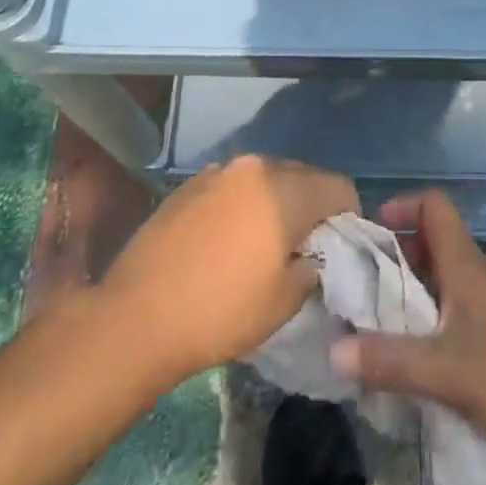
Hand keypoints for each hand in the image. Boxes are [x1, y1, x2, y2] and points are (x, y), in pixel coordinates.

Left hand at [102, 154, 357, 391]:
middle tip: (307, 246)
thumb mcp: (285, 300)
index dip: (349, 216)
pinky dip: (243, 205)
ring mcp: (216, 172)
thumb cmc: (221, 311)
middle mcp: (253, 167)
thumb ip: (312, 266)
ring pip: (265, 179)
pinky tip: (229, 240)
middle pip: (302, 176)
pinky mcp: (187, 185)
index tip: (342, 246)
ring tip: (266, 242)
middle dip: (313, 206)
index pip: (338, 186)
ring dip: (276, 202)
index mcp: (284, 189)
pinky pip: (232, 187)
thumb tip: (311, 255)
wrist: (136, 317)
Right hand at [330, 191, 485, 455]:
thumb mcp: (445, 371)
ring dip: (415, 287)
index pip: (435, 207)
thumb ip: (390, 360)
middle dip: (398, 253)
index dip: (403, 205)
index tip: (373, 228)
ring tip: (384, 319)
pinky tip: (423, 351)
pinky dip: (435, 313)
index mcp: (465, 266)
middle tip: (365, 282)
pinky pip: (460, 304)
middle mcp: (480, 274)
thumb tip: (334, 350)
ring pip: (447, 276)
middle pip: (435, 242)